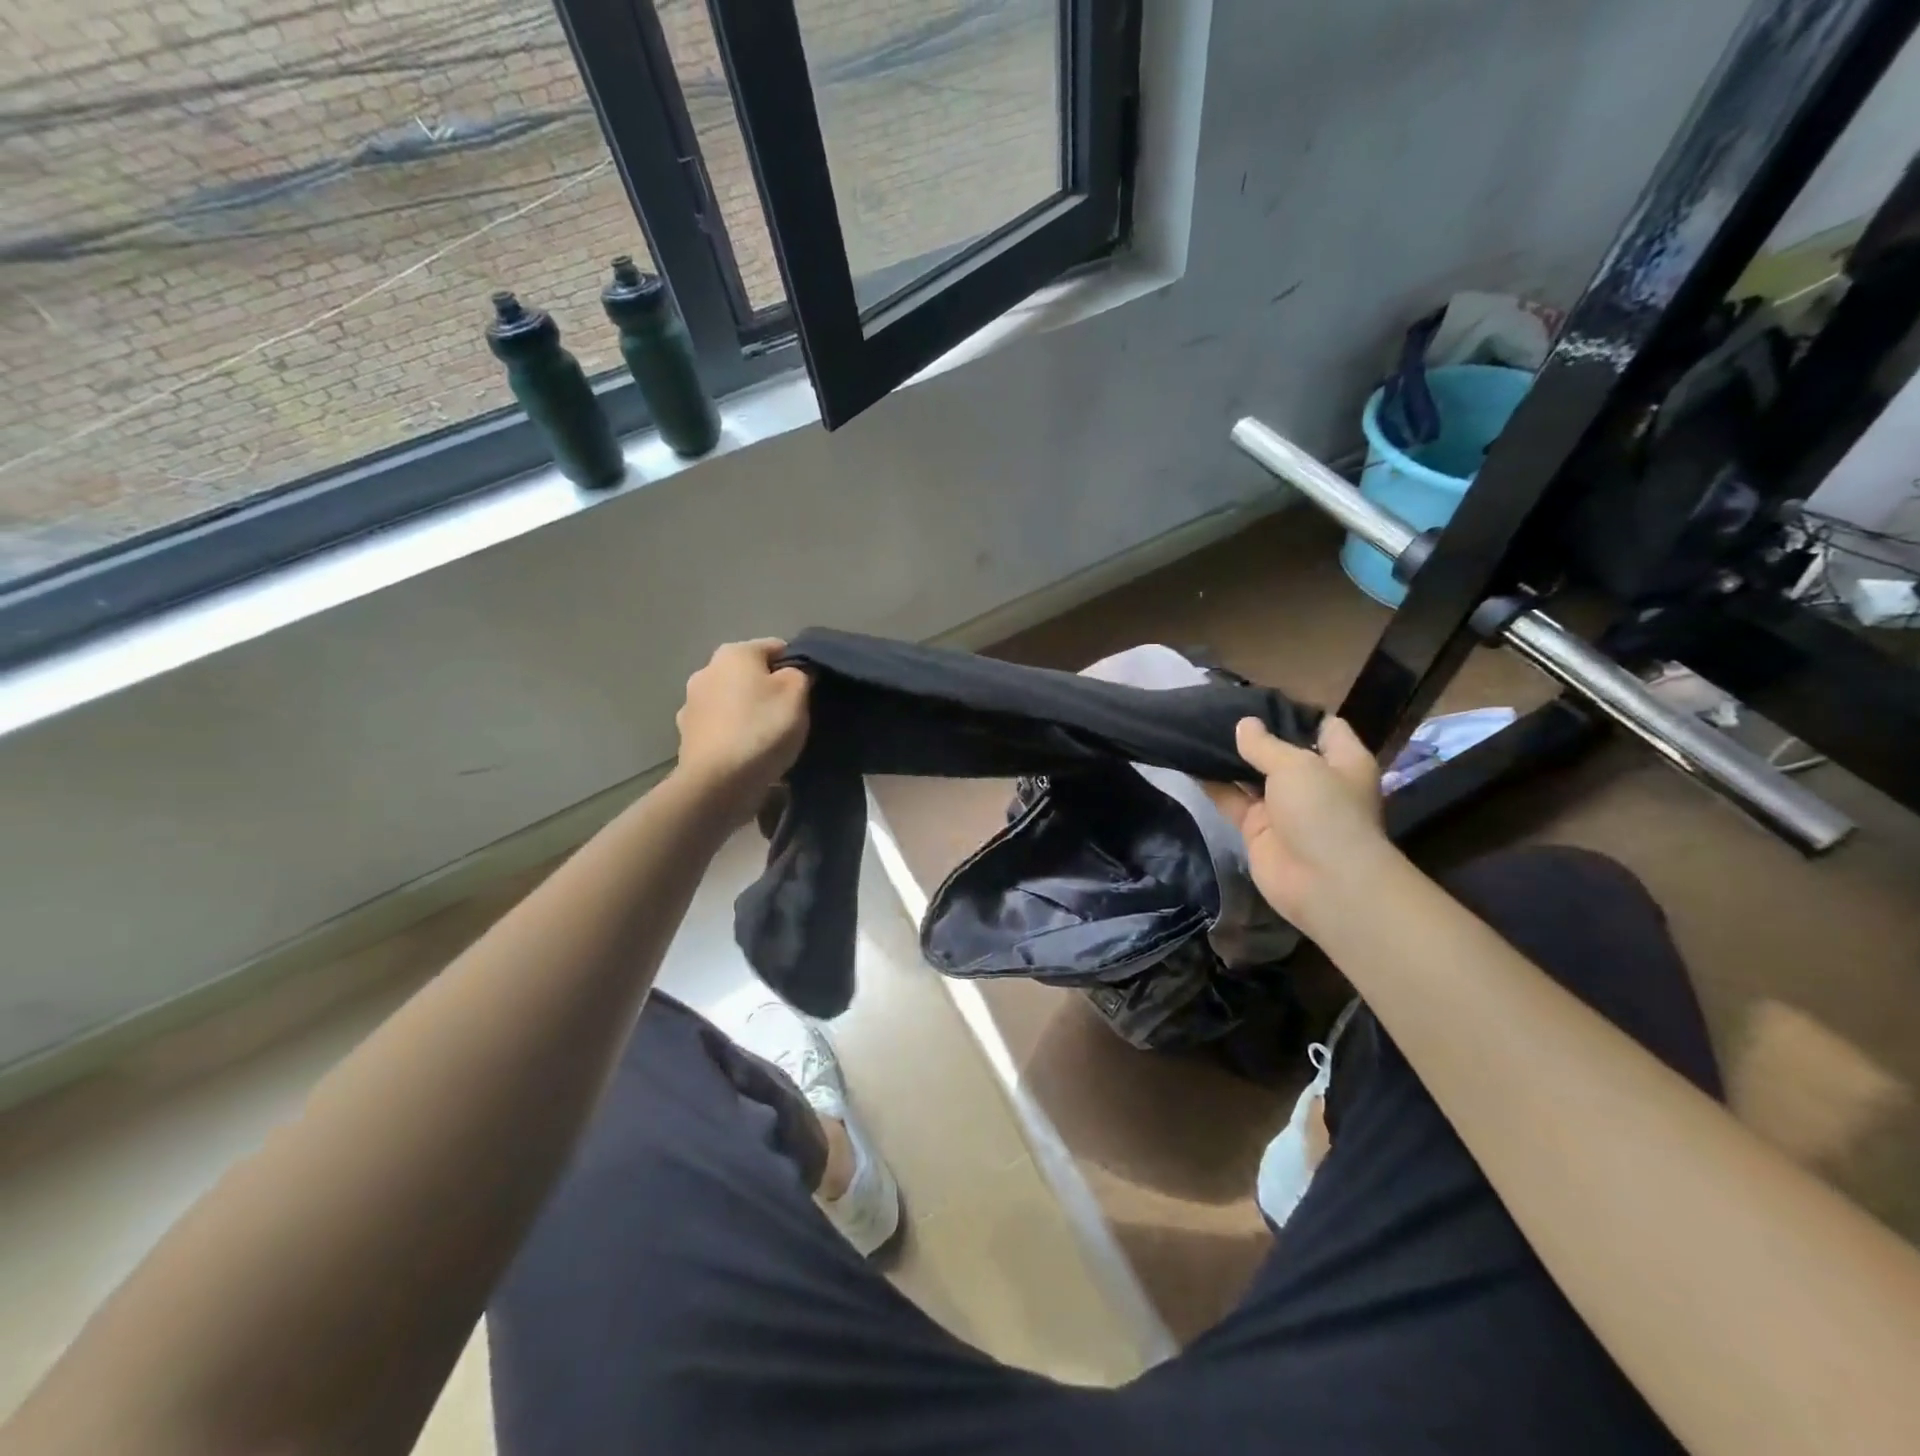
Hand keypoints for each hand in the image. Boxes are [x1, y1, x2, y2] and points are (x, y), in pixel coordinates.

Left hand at [674, 639, 808, 818]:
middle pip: (749, 674)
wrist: (718, 783)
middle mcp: (706, 670)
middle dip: (769, 689)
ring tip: (769, 738)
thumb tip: (795, 671)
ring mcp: (691, 704)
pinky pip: (720, 727)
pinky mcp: (687, 735)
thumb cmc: (762, 729)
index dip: (797, 665)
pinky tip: (747, 753)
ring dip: (748, 712)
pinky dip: (733, 734)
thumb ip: (800, 674)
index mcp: (734, 653)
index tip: (809, 690)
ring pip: (732, 700)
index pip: (776, 647)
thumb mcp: (797, 694)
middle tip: (791, 714)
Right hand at [1207, 716, 1388, 928]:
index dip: (1293, 712)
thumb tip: (1245, 725)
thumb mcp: (1296, 765)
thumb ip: (1266, 744)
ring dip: (1229, 758)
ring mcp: (1284, 807)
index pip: (1322, 726)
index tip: (1257, 698)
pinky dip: (1213, 785)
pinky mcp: (1257, 828)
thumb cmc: (1324, 811)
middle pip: (1281, 751)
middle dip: (1253, 734)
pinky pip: (1232, 800)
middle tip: (1216, 710)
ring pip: (1251, 775)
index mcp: (1341, 761)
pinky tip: (1188, 763)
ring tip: (1197, 729)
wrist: (1322, 882)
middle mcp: (1314, 781)